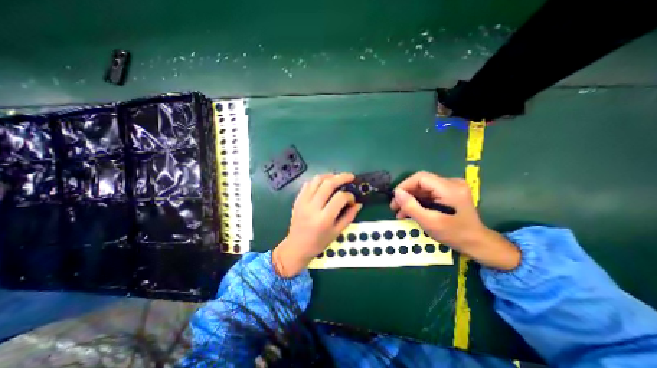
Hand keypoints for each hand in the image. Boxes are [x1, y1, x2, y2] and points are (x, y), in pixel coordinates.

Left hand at [273, 174, 361, 276]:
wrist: (296, 247)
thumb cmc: (318, 243)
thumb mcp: (337, 232)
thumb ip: (349, 216)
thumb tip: (358, 204)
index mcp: (324, 219)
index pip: (340, 198)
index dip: (349, 196)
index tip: (352, 200)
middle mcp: (312, 207)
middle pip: (328, 184)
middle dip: (342, 177)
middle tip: (350, 177)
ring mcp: (303, 202)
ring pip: (317, 180)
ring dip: (329, 176)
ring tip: (337, 178)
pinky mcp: (297, 200)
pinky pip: (308, 184)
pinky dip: (318, 180)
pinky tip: (324, 184)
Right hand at [388, 171, 481, 246]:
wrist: (477, 243)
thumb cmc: (454, 234)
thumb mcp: (430, 222)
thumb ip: (411, 206)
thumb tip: (397, 193)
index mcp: (450, 188)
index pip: (420, 178)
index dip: (404, 185)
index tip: (395, 198)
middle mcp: (452, 183)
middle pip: (421, 183)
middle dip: (406, 194)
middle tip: (395, 208)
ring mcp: (451, 187)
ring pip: (423, 189)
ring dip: (411, 199)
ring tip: (400, 212)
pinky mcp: (449, 193)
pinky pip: (429, 193)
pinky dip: (418, 202)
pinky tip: (411, 212)